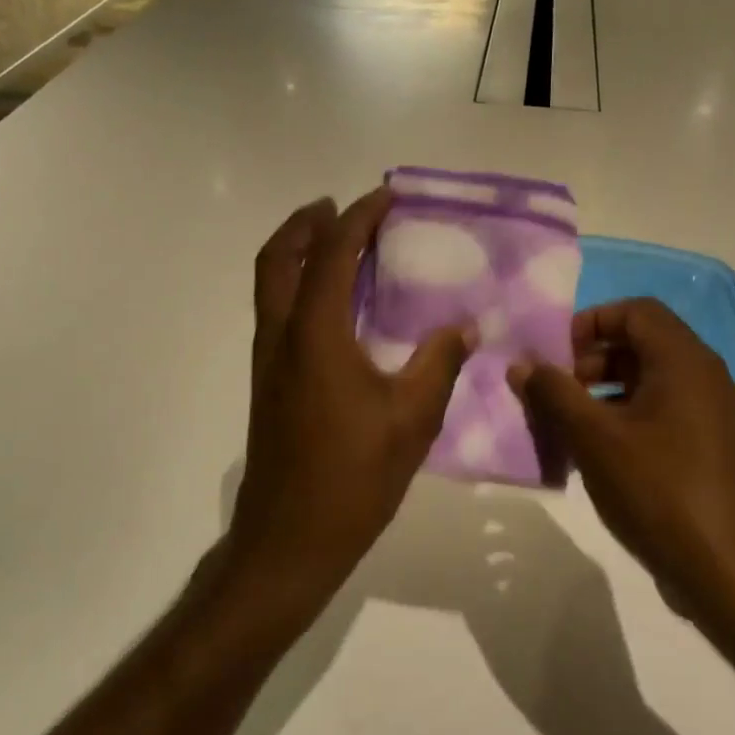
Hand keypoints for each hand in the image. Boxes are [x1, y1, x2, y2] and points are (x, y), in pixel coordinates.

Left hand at [225, 189, 472, 622]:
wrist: (288, 538)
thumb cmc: (353, 477)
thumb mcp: (412, 418)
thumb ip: (439, 363)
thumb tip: (466, 326)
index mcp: (314, 334)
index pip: (331, 253)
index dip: (357, 217)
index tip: (384, 196)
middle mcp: (281, 336)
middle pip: (277, 257)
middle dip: (305, 223)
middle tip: (339, 208)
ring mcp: (268, 360)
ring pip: (270, 284)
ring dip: (296, 252)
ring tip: (336, 244)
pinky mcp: (268, 383)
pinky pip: (277, 312)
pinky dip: (297, 286)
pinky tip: (334, 307)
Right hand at [508, 298, 734, 656]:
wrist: (733, 577)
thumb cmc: (660, 493)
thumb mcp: (594, 439)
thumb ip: (553, 394)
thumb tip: (521, 364)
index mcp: (685, 362)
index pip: (635, 311)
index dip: (590, 323)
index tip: (556, 358)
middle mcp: (707, 379)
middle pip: (642, 345)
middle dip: (591, 362)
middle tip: (557, 395)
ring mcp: (716, 418)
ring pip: (651, 384)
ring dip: (605, 395)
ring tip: (570, 430)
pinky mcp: (715, 452)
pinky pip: (665, 416)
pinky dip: (628, 422)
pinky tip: (600, 460)